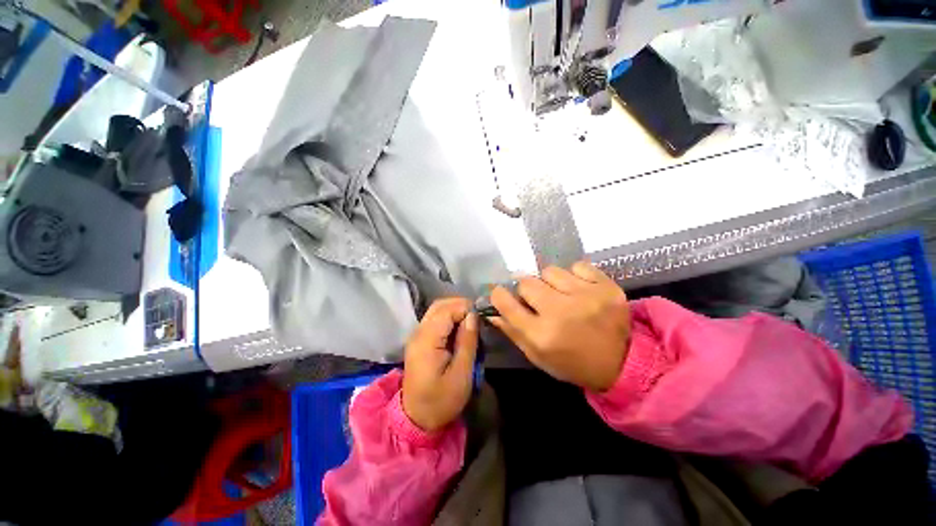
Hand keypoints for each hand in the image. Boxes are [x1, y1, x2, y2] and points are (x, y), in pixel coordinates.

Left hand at [402, 298, 478, 431]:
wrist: (417, 418)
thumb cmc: (441, 400)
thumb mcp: (461, 374)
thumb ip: (467, 342)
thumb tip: (473, 315)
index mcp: (427, 340)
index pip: (446, 310)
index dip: (465, 308)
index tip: (481, 317)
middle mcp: (418, 332)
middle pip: (439, 305)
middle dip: (460, 305)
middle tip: (478, 318)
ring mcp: (417, 335)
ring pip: (436, 310)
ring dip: (455, 310)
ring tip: (471, 322)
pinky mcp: (419, 340)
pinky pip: (435, 319)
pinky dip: (449, 318)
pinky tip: (460, 328)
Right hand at [490, 262, 630, 391]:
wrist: (622, 363)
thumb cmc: (572, 362)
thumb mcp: (537, 355)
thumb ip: (512, 331)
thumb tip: (491, 310)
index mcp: (541, 335)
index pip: (505, 302)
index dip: (499, 295)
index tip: (502, 294)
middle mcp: (561, 313)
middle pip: (526, 282)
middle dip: (526, 290)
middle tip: (538, 299)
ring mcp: (586, 297)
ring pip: (550, 271)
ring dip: (550, 282)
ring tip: (560, 294)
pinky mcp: (607, 287)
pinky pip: (577, 266)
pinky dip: (574, 275)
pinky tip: (579, 289)